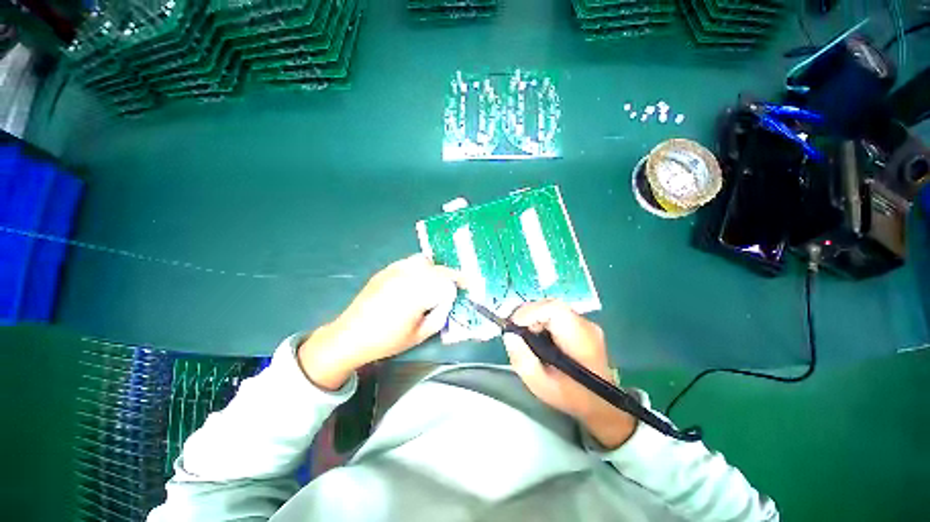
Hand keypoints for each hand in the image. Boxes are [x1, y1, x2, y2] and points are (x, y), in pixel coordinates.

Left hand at [299, 254, 463, 389]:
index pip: (447, 280)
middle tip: (455, 284)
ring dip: (435, 269)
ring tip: (436, 282)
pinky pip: (409, 262)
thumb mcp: (420, 335)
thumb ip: (440, 315)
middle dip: (450, 275)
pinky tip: (418, 279)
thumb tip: (448, 300)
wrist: (350, 336)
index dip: (461, 281)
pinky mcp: (386, 270)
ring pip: (424, 261)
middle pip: (437, 268)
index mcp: (417, 293)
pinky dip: (420, 267)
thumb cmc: (387, 340)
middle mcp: (407, 276)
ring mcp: (395, 271)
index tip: (468, 284)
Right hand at [503, 299, 635, 447]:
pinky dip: (542, 320)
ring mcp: (586, 322)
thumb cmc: (571, 397)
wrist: (601, 403)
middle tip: (517, 333)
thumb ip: (522, 360)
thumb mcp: (540, 385)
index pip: (554, 309)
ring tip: (527, 337)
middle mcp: (586, 325)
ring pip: (552, 307)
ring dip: (534, 317)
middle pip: (551, 305)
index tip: (515, 327)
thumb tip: (509, 335)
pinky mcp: (581, 323)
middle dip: (528, 315)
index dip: (530, 313)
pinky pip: (556, 313)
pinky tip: (539, 337)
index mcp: (579, 340)